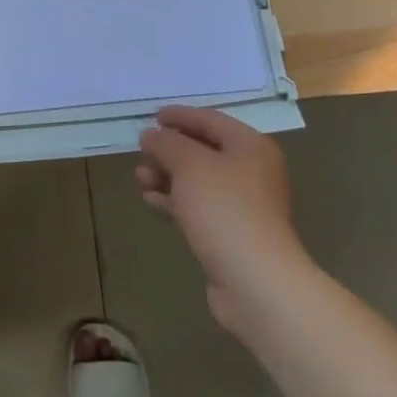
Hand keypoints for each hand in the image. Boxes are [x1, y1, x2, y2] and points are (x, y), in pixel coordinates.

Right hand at [137, 106, 313, 335]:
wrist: (255, 281)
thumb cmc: (224, 209)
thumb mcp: (189, 165)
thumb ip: (166, 143)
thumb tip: (150, 135)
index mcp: (250, 147)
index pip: (210, 120)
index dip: (180, 115)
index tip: (153, 116)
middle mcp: (251, 171)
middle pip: (204, 150)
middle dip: (170, 150)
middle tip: (142, 150)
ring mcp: (243, 205)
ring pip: (198, 181)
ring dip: (168, 176)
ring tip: (140, 178)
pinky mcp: (231, 233)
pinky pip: (198, 207)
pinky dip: (175, 200)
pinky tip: (151, 201)